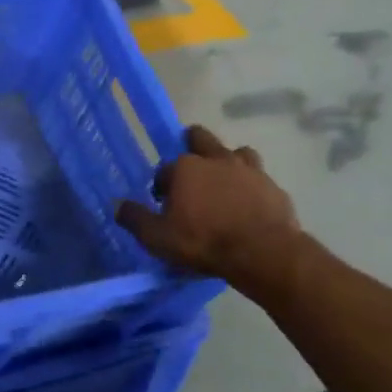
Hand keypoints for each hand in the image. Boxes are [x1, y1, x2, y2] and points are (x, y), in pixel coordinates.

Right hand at [116, 125, 302, 288]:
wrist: (262, 252)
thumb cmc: (202, 241)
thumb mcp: (157, 237)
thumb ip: (135, 218)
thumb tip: (117, 205)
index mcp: (185, 168)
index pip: (165, 169)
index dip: (162, 185)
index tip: (163, 203)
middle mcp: (216, 160)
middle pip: (201, 139)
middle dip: (193, 146)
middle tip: (191, 168)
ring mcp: (249, 171)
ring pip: (237, 152)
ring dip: (228, 161)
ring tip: (224, 182)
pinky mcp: (274, 187)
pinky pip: (259, 179)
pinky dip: (252, 186)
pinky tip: (249, 204)